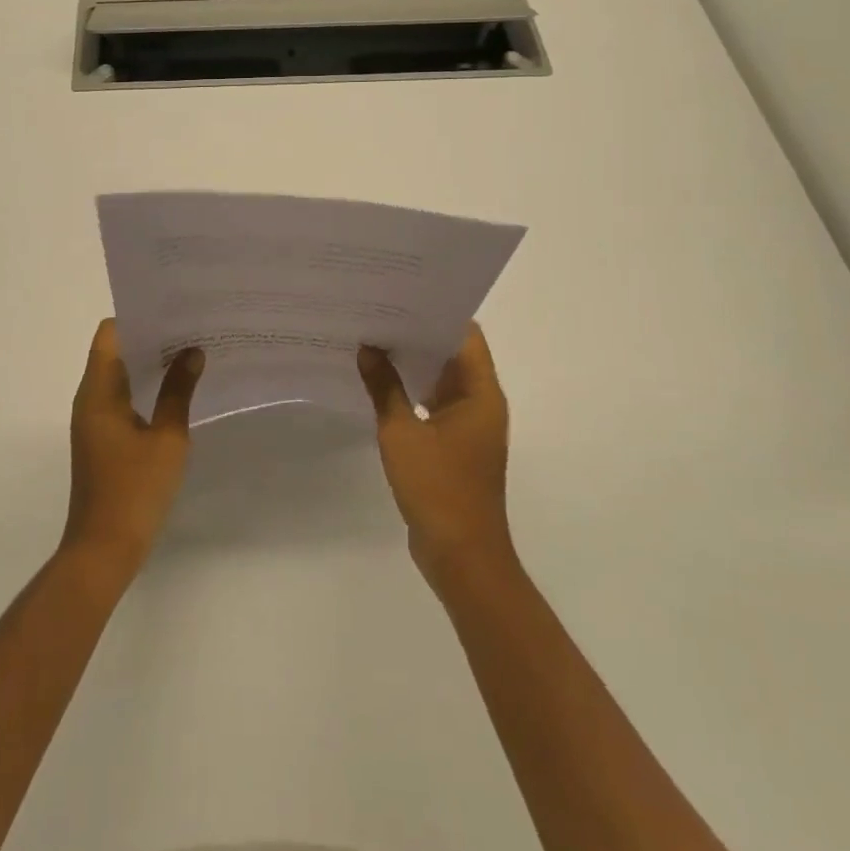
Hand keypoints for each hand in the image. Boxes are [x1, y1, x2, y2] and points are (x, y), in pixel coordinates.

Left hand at [61, 319, 204, 577]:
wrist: (103, 550)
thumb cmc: (134, 490)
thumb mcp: (167, 438)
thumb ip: (179, 391)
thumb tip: (192, 352)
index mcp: (99, 391)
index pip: (110, 333)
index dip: (138, 317)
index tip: (172, 311)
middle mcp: (90, 398)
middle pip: (115, 350)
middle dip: (149, 337)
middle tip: (190, 328)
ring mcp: (93, 419)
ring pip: (119, 374)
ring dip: (148, 363)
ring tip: (189, 353)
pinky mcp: (101, 438)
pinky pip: (121, 397)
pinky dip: (145, 387)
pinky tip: (176, 391)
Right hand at [358, 325, 514, 582]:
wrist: (462, 556)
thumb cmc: (438, 488)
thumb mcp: (402, 433)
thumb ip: (384, 387)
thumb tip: (368, 347)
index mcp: (480, 393)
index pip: (465, 335)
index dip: (437, 312)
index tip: (403, 294)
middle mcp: (481, 403)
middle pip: (453, 354)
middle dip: (418, 333)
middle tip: (379, 311)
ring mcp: (469, 425)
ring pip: (442, 379)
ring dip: (413, 363)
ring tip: (374, 338)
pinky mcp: (455, 445)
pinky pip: (434, 404)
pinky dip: (412, 390)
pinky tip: (380, 382)